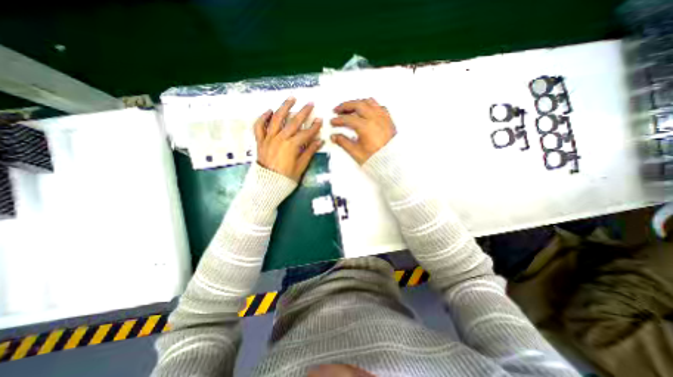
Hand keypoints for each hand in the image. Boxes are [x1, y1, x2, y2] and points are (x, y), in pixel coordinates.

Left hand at [253, 98, 324, 182]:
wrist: (267, 185)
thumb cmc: (286, 178)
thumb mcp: (301, 166)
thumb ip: (309, 152)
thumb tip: (319, 141)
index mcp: (292, 146)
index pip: (306, 133)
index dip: (314, 126)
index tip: (320, 119)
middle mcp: (280, 138)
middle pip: (293, 122)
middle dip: (303, 112)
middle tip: (310, 103)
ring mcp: (269, 138)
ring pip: (276, 119)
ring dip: (284, 107)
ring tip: (291, 98)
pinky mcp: (260, 141)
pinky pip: (259, 127)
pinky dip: (263, 118)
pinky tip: (269, 111)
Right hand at [330, 98, 394, 162]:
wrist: (392, 163)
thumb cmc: (377, 159)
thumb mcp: (356, 153)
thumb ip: (344, 143)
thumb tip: (335, 137)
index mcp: (366, 127)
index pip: (348, 119)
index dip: (338, 120)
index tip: (333, 122)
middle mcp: (375, 119)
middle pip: (357, 105)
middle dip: (345, 106)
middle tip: (337, 110)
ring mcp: (383, 118)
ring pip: (369, 102)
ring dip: (357, 103)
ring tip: (350, 108)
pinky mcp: (388, 120)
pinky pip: (379, 106)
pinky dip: (370, 105)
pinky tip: (366, 110)